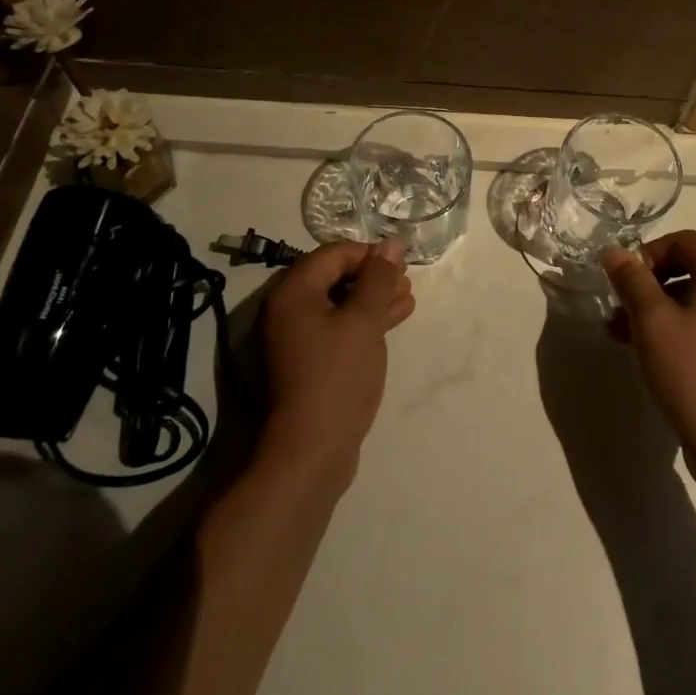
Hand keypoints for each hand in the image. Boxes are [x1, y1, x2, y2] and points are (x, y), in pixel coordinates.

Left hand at [258, 239, 415, 492]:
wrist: (312, 451)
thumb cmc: (338, 375)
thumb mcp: (364, 321)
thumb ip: (378, 279)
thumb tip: (392, 243)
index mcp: (293, 292)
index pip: (333, 254)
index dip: (368, 253)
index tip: (400, 262)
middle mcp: (287, 310)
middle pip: (334, 277)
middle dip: (373, 277)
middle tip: (406, 280)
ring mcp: (296, 339)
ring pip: (338, 304)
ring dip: (373, 299)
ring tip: (407, 298)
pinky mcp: (308, 362)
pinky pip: (337, 328)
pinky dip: (364, 322)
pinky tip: (394, 319)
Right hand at [602, 231, 695, 471]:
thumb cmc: (690, 371)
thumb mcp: (650, 320)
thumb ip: (631, 279)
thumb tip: (614, 251)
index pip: (688, 240)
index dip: (651, 252)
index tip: (627, 280)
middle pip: (695, 267)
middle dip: (653, 283)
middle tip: (623, 307)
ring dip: (663, 307)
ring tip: (625, 334)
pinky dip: (684, 325)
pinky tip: (655, 351)